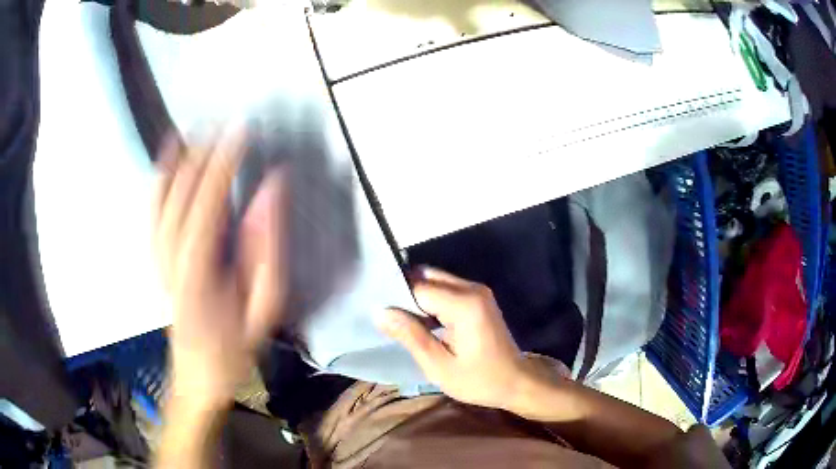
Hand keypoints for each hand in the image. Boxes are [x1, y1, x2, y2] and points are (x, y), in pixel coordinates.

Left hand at [154, 129, 287, 409]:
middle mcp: (169, 256)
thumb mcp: (264, 306)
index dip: (224, 162)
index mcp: (197, 270)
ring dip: (178, 160)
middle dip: (203, 153)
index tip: (242, 130)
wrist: (197, 375)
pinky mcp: (154, 258)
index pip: (207, 201)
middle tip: (225, 123)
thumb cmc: (234, 346)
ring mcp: (156, 256)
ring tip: (196, 130)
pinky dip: (157, 180)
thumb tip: (272, 190)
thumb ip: (266, 247)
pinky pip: (151, 211)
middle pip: (180, 193)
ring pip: (161, 197)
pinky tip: (165, 159)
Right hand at [377, 268, 529, 410]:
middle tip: (389, 318)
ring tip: (401, 321)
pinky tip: (422, 321)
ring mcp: (478, 291)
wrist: (516, 382)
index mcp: (464, 305)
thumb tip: (380, 312)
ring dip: (418, 296)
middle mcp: (472, 289)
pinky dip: (431, 300)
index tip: (381, 315)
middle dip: (406, 293)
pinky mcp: (479, 297)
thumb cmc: (479, 380)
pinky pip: (447, 289)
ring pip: (436, 280)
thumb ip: (410, 336)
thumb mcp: (439, 366)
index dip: (397, 299)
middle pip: (428, 276)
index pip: (418, 288)